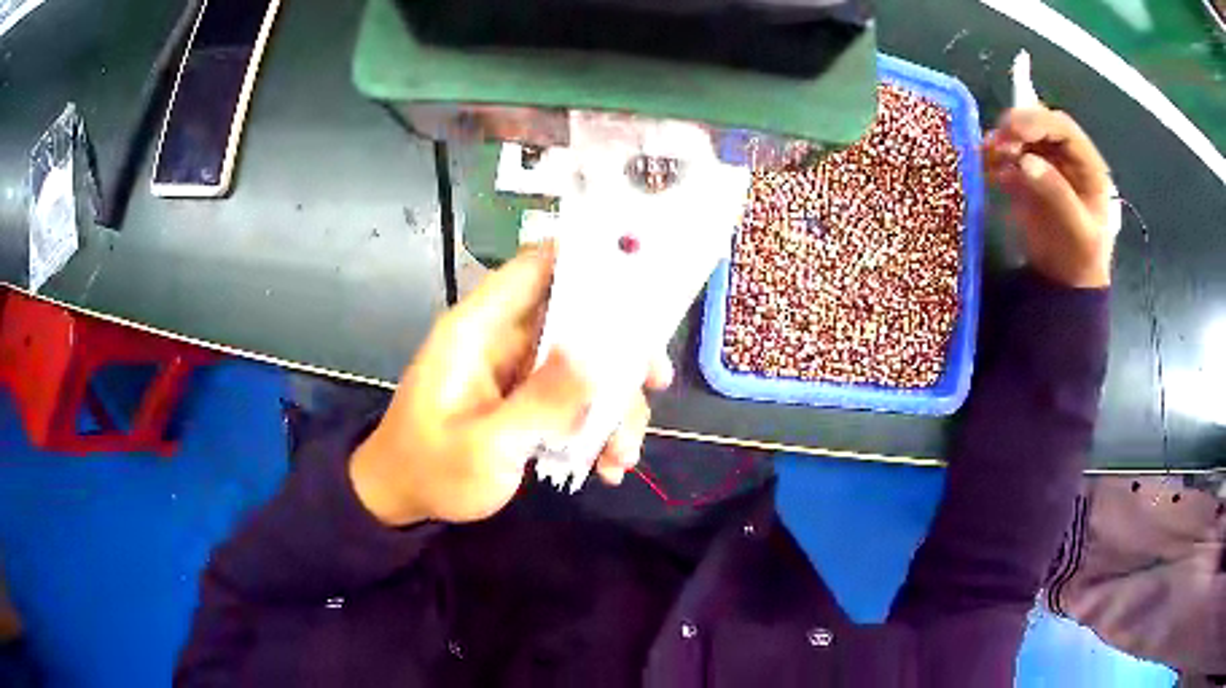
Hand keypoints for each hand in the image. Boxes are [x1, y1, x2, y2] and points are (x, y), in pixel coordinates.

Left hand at [349, 245, 673, 526]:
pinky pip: (573, 396)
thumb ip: (542, 401)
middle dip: (621, 351)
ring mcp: (517, 370)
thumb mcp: (487, 446)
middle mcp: (503, 338)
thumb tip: (599, 356)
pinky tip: (608, 465)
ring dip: (614, 405)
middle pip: (577, 317)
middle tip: (655, 383)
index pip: (536, 265)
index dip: (589, 260)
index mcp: (479, 328)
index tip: (643, 284)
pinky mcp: (525, 399)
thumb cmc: (432, 470)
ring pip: (584, 363)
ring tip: (623, 456)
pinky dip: (597, 426)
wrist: (402, 500)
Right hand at [985, 106, 1116, 288]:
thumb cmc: (1081, 259)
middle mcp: (1066, 156)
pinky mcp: (1026, 176)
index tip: (1012, 130)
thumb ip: (1057, 194)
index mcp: (1087, 164)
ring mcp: (1045, 163)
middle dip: (1016, 128)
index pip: (1062, 128)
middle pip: (1039, 125)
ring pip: (1021, 137)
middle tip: (996, 142)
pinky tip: (986, 169)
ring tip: (986, 156)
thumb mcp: (1078, 230)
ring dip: (1002, 142)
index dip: (1037, 121)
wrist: (1067, 285)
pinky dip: (995, 159)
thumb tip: (1025, 161)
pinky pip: (1008, 157)